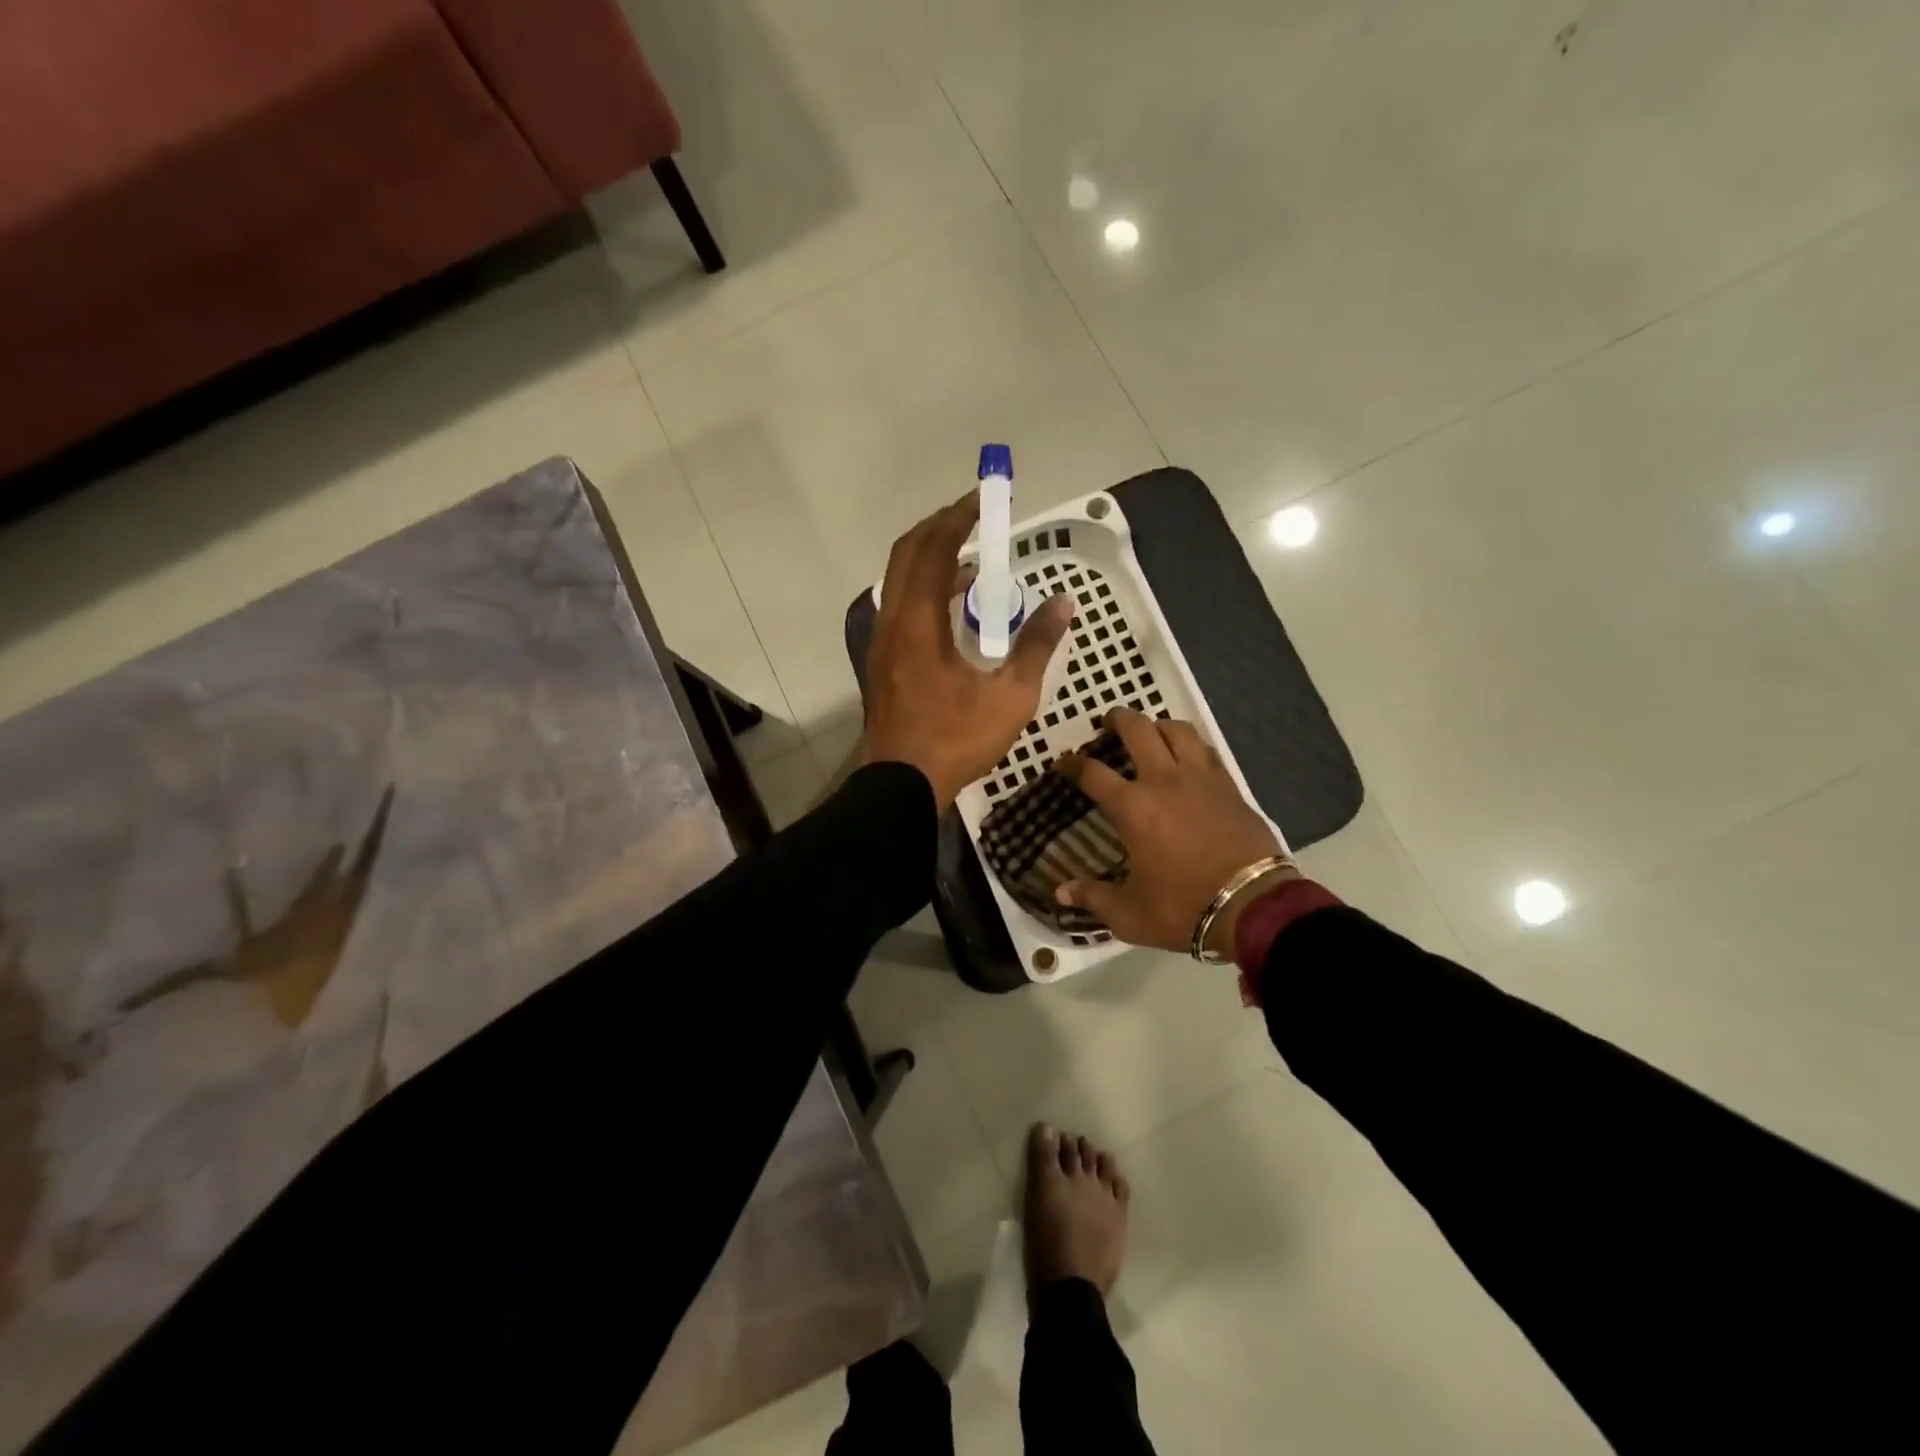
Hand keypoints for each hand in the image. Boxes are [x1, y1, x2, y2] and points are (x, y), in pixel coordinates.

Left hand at [863, 493, 1072, 808]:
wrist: (902, 785)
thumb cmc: (956, 740)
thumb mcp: (1010, 696)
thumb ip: (1037, 645)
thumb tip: (1064, 604)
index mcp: (918, 622)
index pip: (934, 551)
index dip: (957, 520)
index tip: (980, 500)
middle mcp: (892, 622)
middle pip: (906, 555)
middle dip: (938, 530)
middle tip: (971, 519)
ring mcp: (882, 643)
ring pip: (899, 581)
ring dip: (929, 561)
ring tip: (970, 562)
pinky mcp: (882, 662)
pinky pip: (900, 607)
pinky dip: (923, 591)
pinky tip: (953, 609)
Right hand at [1056, 709, 1294, 955]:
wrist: (1253, 905)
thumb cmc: (1184, 908)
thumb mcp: (1130, 914)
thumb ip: (1093, 898)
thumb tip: (1060, 893)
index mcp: (1133, 807)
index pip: (1093, 773)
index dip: (1073, 764)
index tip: (1064, 763)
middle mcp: (1163, 780)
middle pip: (1137, 730)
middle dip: (1117, 719)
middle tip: (1108, 723)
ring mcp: (1200, 778)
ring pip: (1177, 729)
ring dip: (1158, 725)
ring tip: (1151, 732)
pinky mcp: (1229, 785)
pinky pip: (1206, 749)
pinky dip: (1191, 744)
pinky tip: (1188, 755)